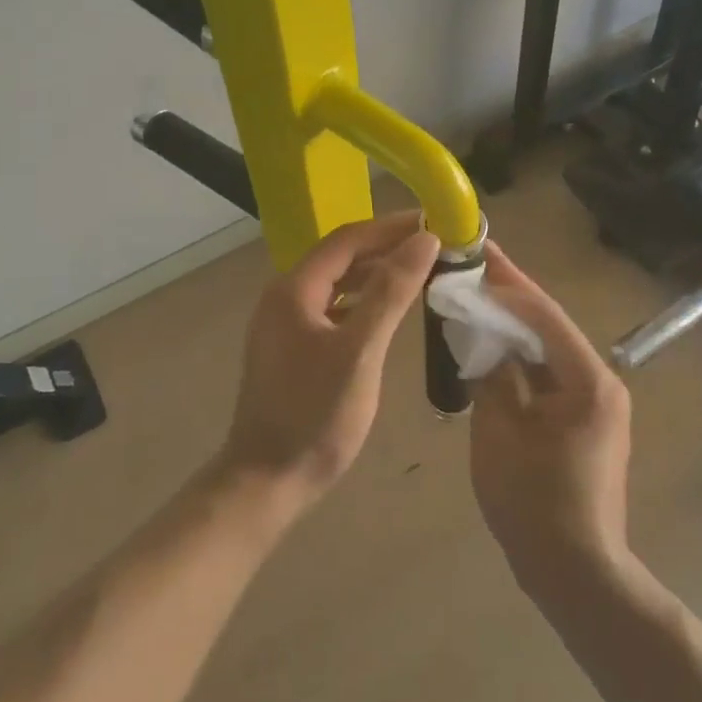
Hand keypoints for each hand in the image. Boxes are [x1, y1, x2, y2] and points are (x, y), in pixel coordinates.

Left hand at [217, 212, 439, 518]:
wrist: (267, 480)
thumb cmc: (315, 415)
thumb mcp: (359, 351)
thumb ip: (391, 292)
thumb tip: (423, 241)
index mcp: (294, 289)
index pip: (347, 239)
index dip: (391, 227)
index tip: (433, 221)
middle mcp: (284, 296)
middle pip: (341, 257)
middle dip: (387, 247)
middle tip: (434, 246)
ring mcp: (285, 323)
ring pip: (337, 284)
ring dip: (376, 273)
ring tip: (420, 271)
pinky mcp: (292, 347)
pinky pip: (333, 308)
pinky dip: (363, 301)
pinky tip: (389, 309)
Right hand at [469, 242, 632, 592]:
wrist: (575, 571)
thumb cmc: (534, 502)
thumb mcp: (500, 432)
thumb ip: (493, 376)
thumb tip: (485, 341)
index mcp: (588, 380)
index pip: (543, 316)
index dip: (507, 285)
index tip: (477, 255)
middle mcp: (601, 382)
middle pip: (549, 326)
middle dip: (510, 296)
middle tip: (473, 265)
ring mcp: (595, 402)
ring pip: (548, 348)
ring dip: (513, 325)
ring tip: (476, 295)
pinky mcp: (584, 420)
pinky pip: (548, 374)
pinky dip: (520, 357)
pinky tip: (491, 344)